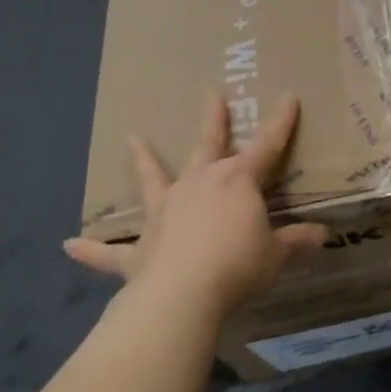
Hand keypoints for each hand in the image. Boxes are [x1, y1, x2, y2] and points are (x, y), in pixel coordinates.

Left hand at [63, 92, 327, 323]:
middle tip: (210, 94)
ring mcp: (164, 213)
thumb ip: (296, 242)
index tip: (288, 96)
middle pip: (207, 146)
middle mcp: (198, 186)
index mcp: (236, 182)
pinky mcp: (139, 248)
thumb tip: (321, 235)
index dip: (280, 122)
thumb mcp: (276, 255)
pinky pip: (111, 250)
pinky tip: (69, 245)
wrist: (182, 297)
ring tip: (131, 139)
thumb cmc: (237, 267)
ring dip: (143, 160)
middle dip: (212, 120)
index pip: (267, 146)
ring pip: (153, 180)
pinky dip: (91, 249)